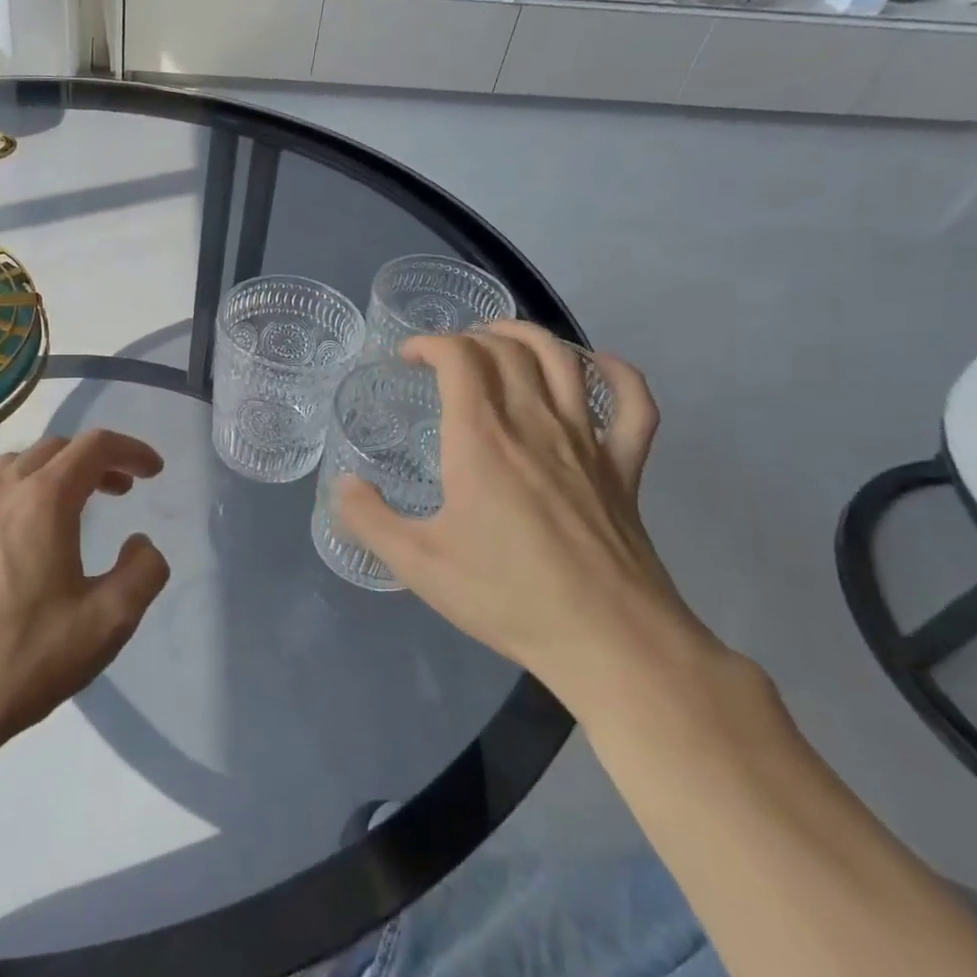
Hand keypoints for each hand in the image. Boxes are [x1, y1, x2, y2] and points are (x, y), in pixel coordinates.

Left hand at [0, 430, 168, 766]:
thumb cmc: (28, 657)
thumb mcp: (108, 622)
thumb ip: (143, 572)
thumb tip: (141, 544)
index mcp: (43, 501)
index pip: (94, 447)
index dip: (131, 450)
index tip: (155, 472)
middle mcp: (4, 492)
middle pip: (58, 447)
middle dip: (98, 459)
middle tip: (125, 488)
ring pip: (24, 462)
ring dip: (61, 468)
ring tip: (84, 500)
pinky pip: (0, 486)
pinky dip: (31, 485)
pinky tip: (41, 527)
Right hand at [336, 322, 707, 706]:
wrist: (609, 641)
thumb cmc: (506, 596)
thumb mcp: (417, 564)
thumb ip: (368, 519)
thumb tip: (343, 485)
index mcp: (481, 439)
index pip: (458, 357)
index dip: (428, 343)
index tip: (406, 358)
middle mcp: (534, 423)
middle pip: (506, 348)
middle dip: (468, 337)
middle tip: (444, 356)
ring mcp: (587, 441)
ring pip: (563, 358)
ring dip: (528, 335)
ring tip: (501, 340)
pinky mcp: (625, 467)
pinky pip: (633, 402)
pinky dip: (615, 373)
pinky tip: (594, 368)